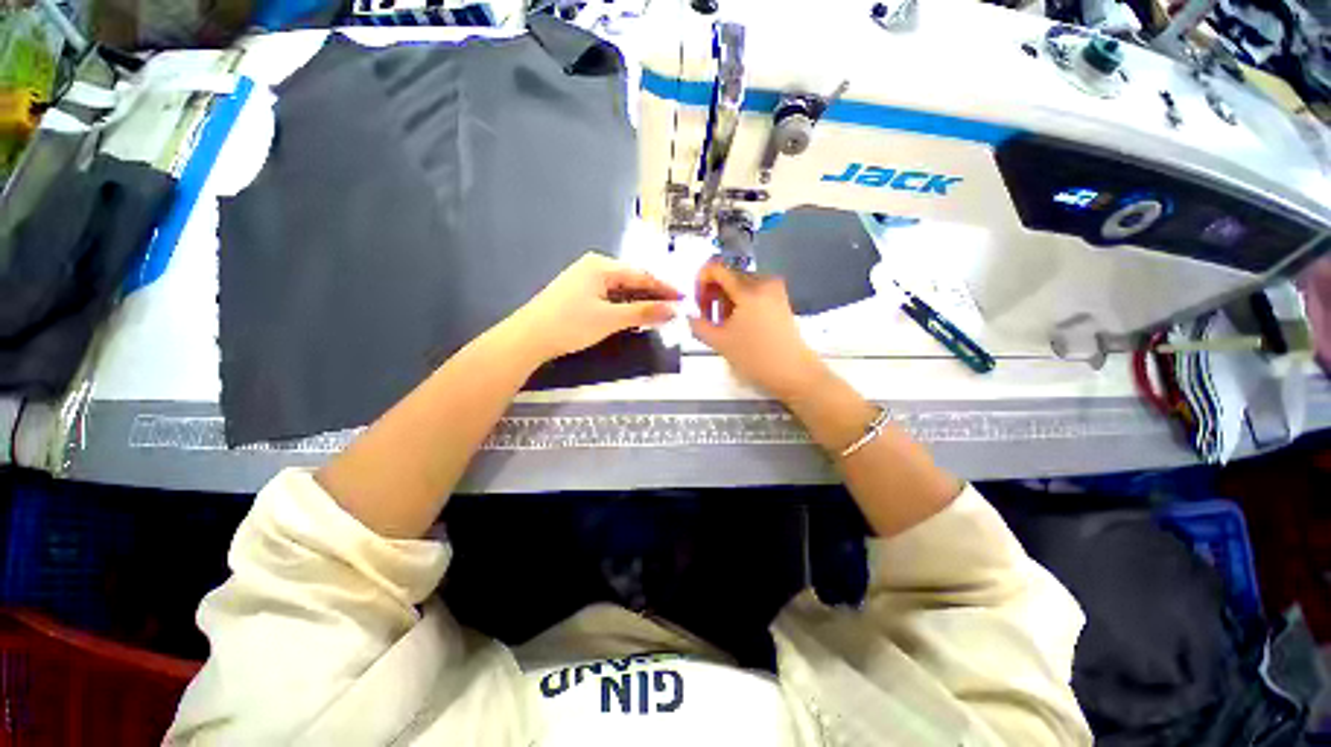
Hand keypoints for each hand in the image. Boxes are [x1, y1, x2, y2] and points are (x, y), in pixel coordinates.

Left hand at [508, 253, 680, 362]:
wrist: (528, 338)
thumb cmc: (570, 324)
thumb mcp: (610, 319)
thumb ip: (644, 313)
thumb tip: (674, 310)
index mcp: (601, 266)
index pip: (642, 275)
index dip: (664, 288)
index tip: (684, 299)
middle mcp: (594, 267)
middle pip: (632, 280)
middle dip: (653, 296)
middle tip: (673, 310)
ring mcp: (584, 280)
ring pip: (621, 290)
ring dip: (639, 303)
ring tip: (658, 315)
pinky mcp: (578, 294)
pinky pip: (609, 297)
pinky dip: (623, 307)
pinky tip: (632, 317)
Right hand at [688, 260, 828, 401]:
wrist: (794, 373)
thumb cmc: (756, 357)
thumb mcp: (720, 342)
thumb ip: (698, 325)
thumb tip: (689, 315)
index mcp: (748, 288)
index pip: (716, 268)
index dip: (700, 282)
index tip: (697, 304)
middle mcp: (764, 281)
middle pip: (728, 276)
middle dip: (713, 295)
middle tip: (708, 320)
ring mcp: (775, 290)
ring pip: (739, 285)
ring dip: (725, 301)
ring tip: (723, 326)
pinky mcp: (780, 300)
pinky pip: (753, 293)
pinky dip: (740, 304)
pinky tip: (738, 325)